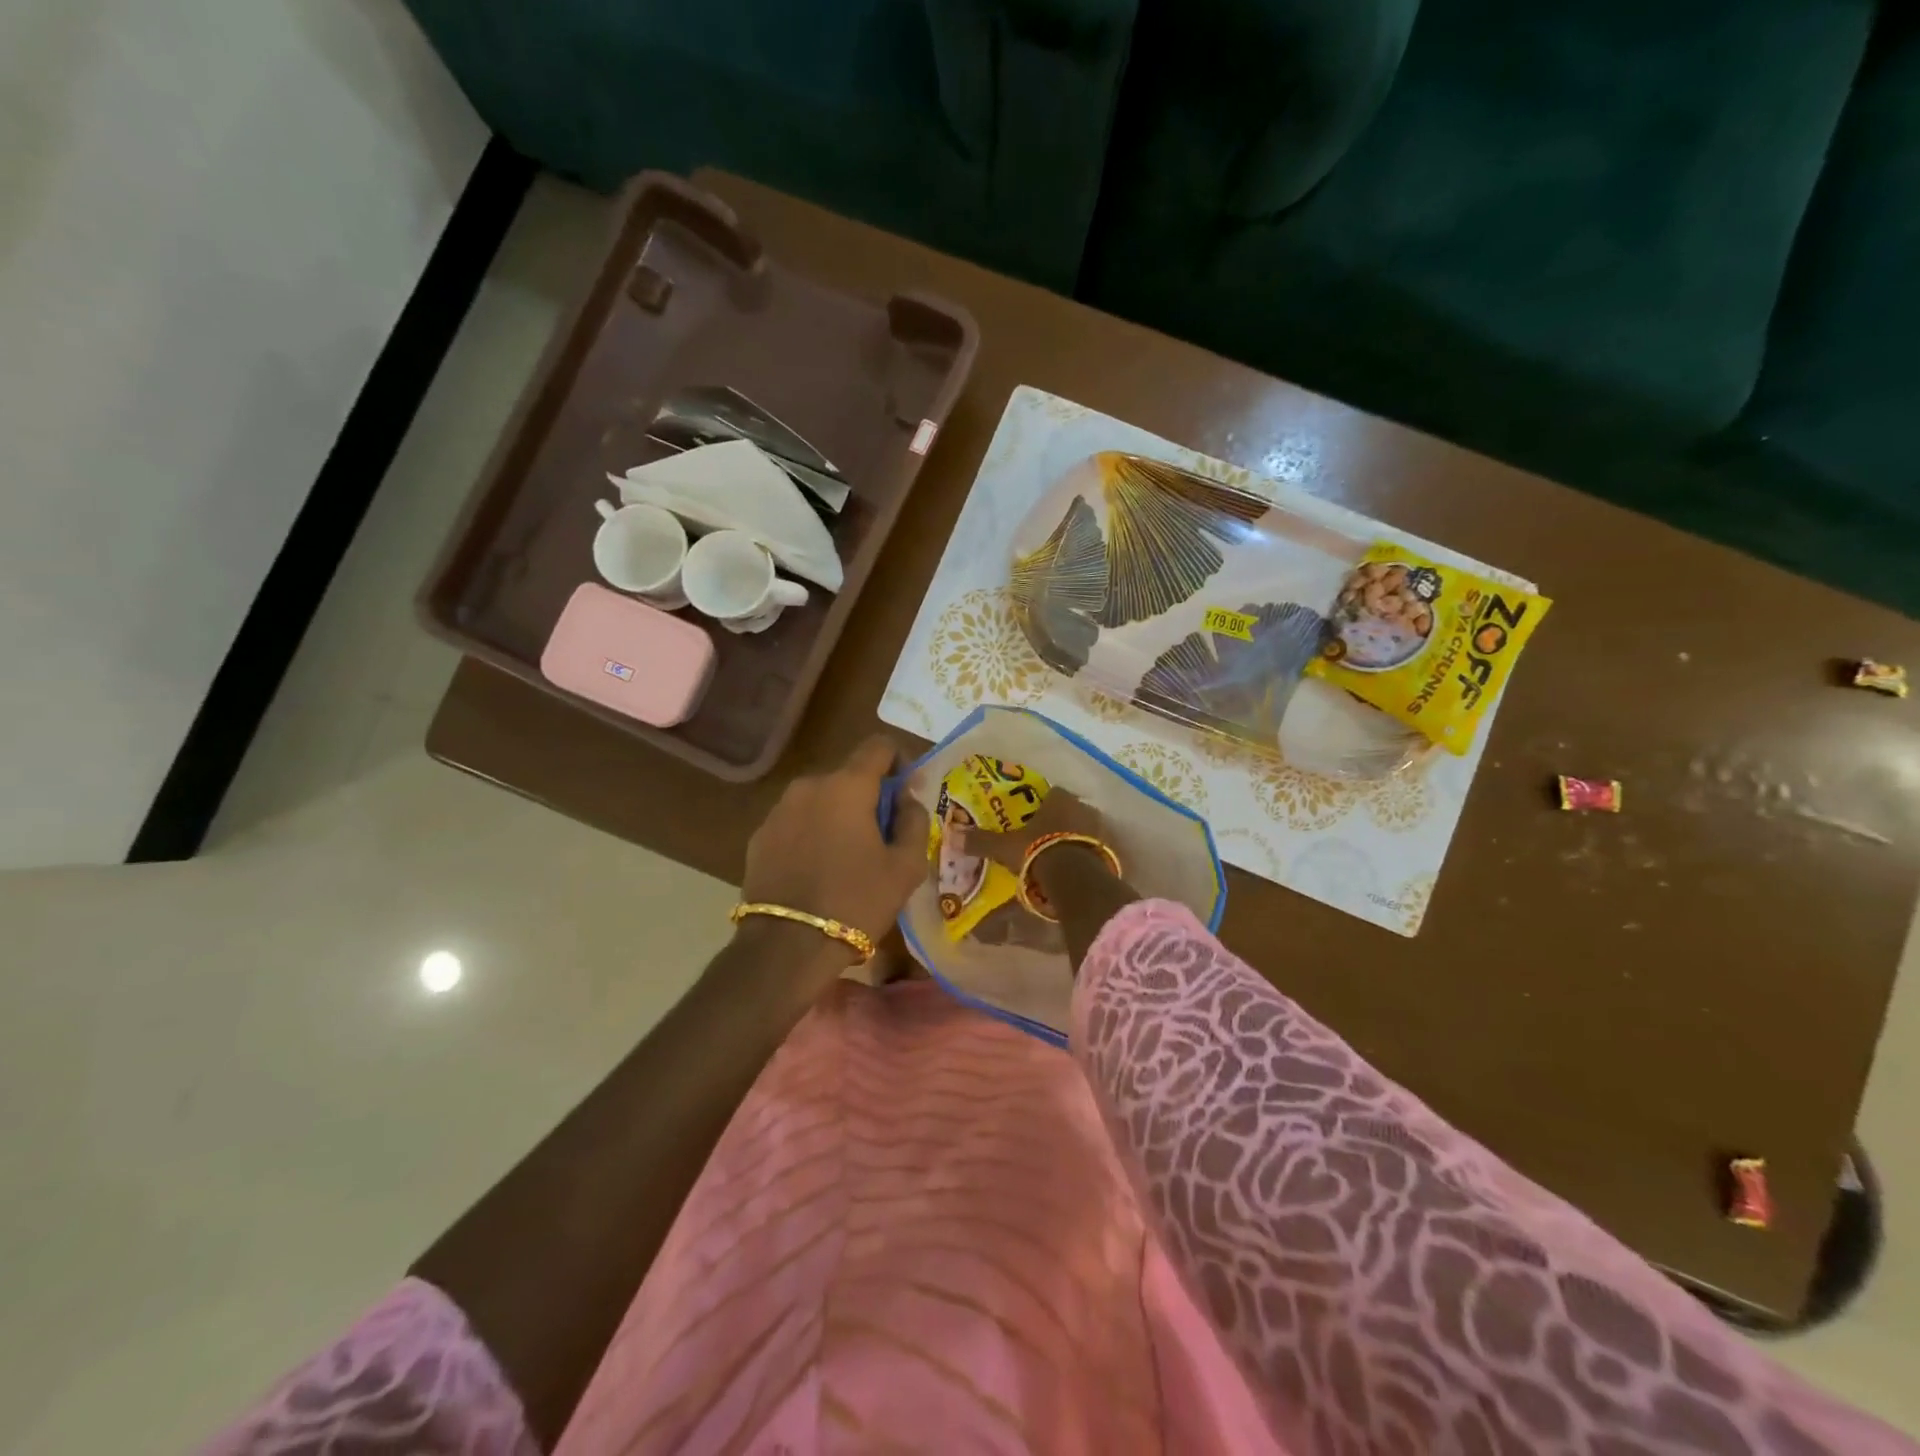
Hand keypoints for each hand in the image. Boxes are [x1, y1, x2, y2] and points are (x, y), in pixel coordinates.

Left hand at [741, 736, 931, 953]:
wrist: (786, 947)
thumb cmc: (856, 901)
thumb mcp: (906, 866)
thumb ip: (914, 821)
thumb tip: (907, 799)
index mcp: (847, 785)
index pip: (879, 746)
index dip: (900, 761)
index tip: (906, 794)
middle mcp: (809, 786)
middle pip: (849, 775)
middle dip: (870, 797)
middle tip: (884, 837)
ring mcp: (779, 810)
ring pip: (821, 799)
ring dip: (839, 816)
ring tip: (849, 858)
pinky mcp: (759, 836)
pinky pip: (797, 822)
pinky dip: (812, 834)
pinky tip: (818, 871)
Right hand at [958, 789, 1107, 871]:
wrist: (1075, 878)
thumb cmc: (1038, 852)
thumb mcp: (1005, 847)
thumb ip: (981, 841)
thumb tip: (953, 834)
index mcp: (1059, 800)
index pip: (1052, 793)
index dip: (1041, 803)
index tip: (1031, 816)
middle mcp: (1083, 809)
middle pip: (1070, 810)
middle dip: (1058, 821)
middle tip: (1044, 836)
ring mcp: (1100, 830)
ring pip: (1084, 829)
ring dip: (1074, 838)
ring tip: (1058, 854)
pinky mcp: (1109, 852)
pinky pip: (1094, 849)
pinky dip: (1085, 855)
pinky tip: (1074, 868)